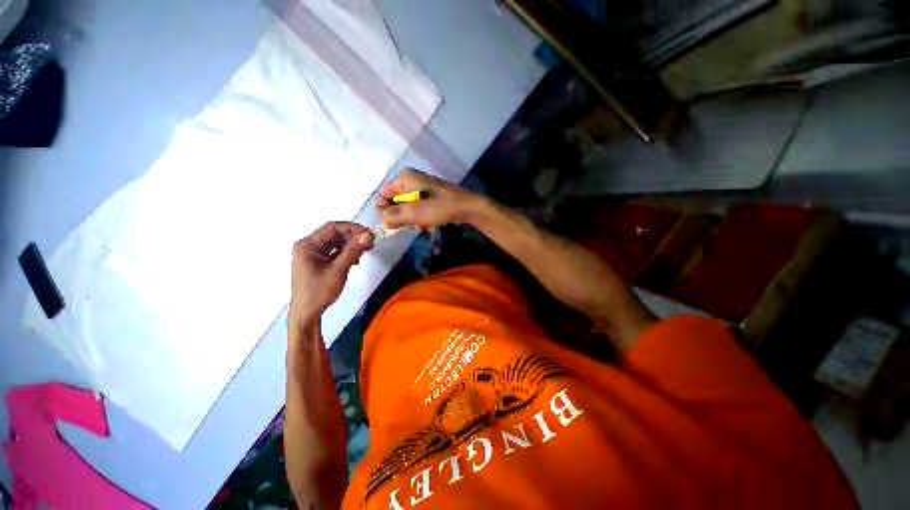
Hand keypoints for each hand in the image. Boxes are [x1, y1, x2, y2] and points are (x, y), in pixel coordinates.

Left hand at [289, 222, 373, 330]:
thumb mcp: (338, 270)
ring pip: (337, 242)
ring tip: (367, 249)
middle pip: (335, 234)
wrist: (307, 314)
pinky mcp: (320, 261)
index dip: (352, 228)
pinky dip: (347, 252)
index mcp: (308, 245)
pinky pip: (336, 251)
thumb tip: (368, 235)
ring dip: (352, 245)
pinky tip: (357, 258)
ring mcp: (314, 254)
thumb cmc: (318, 292)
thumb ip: (353, 251)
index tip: (369, 233)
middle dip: (353, 237)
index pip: (332, 228)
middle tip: (371, 242)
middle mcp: (309, 246)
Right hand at [377, 169, 482, 229]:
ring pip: (406, 209)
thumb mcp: (415, 212)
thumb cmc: (441, 207)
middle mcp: (410, 181)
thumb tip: (383, 220)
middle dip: (402, 217)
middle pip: (394, 203)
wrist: (467, 207)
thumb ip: (394, 216)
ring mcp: (420, 189)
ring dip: (412, 220)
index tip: (393, 224)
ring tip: (424, 225)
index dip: (385, 211)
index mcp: (404, 178)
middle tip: (412, 225)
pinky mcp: (429, 198)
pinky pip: (417, 210)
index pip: (383, 195)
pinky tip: (430, 224)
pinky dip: (421, 219)